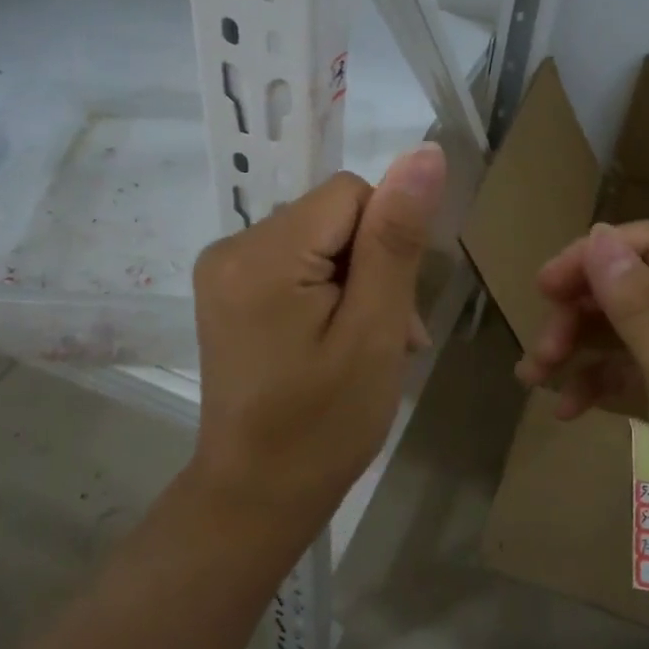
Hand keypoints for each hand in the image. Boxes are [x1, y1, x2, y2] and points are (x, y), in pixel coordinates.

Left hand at [190, 144, 445, 534]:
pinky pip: (295, 261)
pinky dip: (326, 292)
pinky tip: (334, 340)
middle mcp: (231, 245)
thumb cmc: (324, 425)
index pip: (352, 194)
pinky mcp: (227, 289)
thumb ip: (396, 239)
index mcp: (264, 252)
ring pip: (319, 238)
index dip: (387, 243)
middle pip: (333, 215)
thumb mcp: (374, 331)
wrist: (256, 494)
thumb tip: (425, 153)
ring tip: (364, 346)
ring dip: (354, 282)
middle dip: (372, 266)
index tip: (392, 310)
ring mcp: (223, 268)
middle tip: (384, 338)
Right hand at [516, 221, 648, 580]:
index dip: (588, 258)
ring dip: (579, 348)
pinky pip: (637, 368)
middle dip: (579, 312)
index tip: (541, 292)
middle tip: (539, 356)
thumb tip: (598, 236)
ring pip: (627, 327)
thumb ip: (641, 307)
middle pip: (631, 284)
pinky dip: (600, 382)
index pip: (647, 243)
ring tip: (534, 380)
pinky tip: (567, 410)